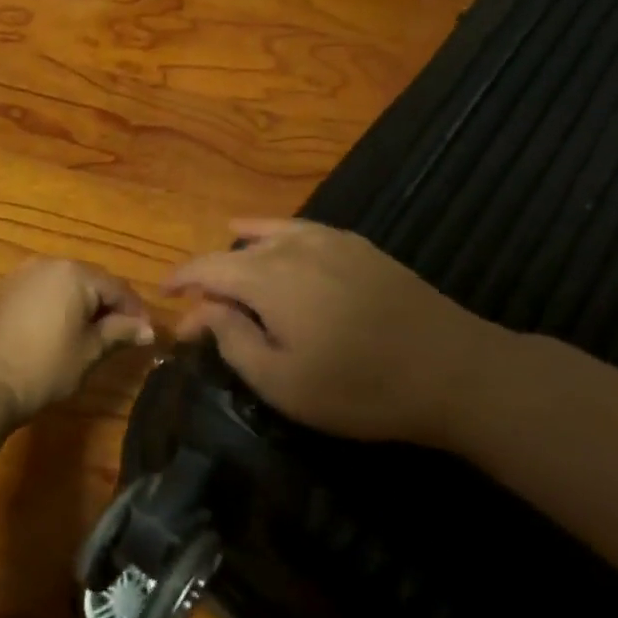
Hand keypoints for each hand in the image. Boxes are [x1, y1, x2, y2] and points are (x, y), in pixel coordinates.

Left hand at [0, 259, 153, 424]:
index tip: (145, 335)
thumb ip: (120, 333)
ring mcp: (21, 275)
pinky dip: (55, 306)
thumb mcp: (90, 351)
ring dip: (80, 305)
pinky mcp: (2, 291)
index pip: (117, 288)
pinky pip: (40, 292)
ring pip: (63, 285)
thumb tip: (148, 329)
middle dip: (107, 306)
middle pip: (90, 281)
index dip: (135, 312)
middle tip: (120, 335)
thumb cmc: (45, 366)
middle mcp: (48, 264)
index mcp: (75, 273)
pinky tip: (56, 332)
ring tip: (89, 335)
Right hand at [163, 220, 498, 444]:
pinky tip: (277, 241)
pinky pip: (302, 230)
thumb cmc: (359, 387)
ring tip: (226, 264)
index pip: (208, 267)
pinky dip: (276, 234)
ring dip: (240, 251)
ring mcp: (331, 241)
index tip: (164, 297)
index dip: (181, 280)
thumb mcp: (282, 381)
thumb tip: (201, 309)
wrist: (453, 370)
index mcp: (268, 278)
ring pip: (268, 233)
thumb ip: (233, 339)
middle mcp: (294, 247)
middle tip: (200, 308)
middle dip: (210, 276)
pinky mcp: (360, 247)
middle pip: (235, 251)